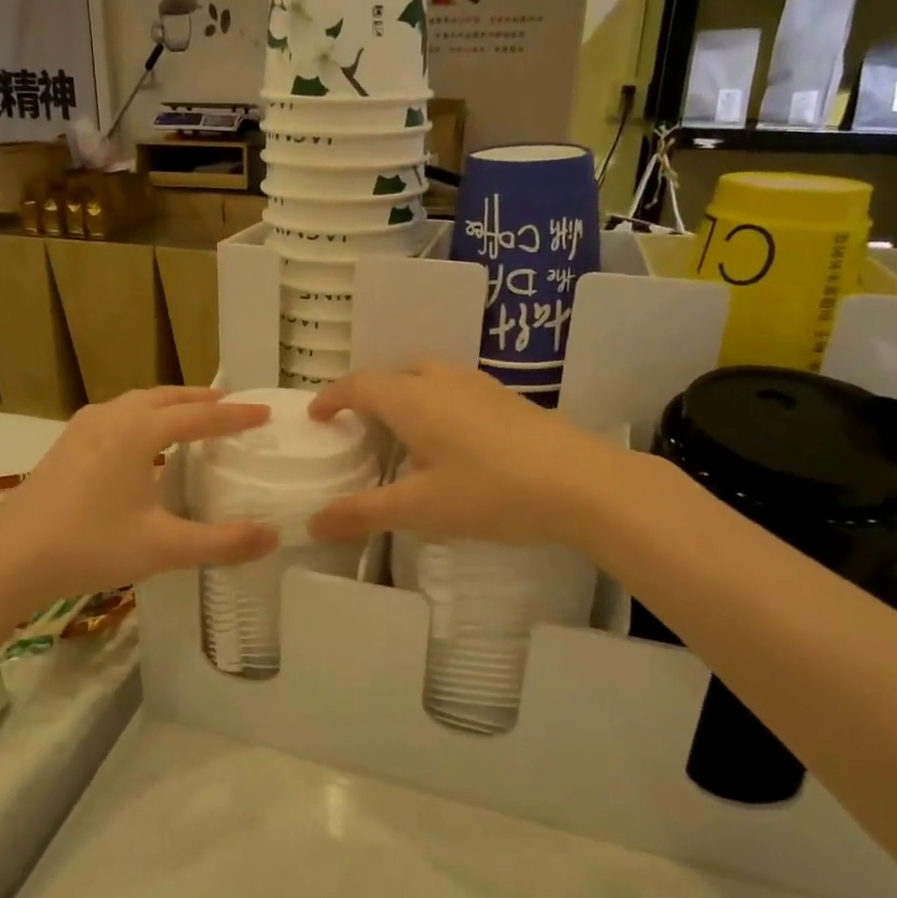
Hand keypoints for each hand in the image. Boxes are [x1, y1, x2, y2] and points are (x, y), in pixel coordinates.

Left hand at [0, 388, 278, 610]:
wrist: (9, 561)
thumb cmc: (89, 547)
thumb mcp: (162, 547)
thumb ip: (221, 543)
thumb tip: (272, 537)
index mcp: (137, 431)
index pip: (199, 416)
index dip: (235, 415)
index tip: (265, 413)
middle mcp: (111, 417)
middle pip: (167, 397)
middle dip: (203, 399)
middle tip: (233, 405)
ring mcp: (83, 427)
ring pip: (138, 402)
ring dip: (171, 404)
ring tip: (193, 415)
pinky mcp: (66, 444)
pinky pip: (117, 414)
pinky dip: (144, 415)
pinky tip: (143, 440)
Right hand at [307, 362, 612, 547]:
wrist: (583, 483)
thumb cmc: (491, 492)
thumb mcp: (420, 509)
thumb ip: (364, 513)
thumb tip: (313, 524)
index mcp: (413, 399)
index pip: (360, 384)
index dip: (333, 397)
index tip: (317, 415)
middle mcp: (443, 381)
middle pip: (396, 373)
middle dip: (371, 393)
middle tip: (360, 425)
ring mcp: (480, 386)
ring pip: (430, 376)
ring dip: (407, 395)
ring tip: (403, 432)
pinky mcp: (509, 400)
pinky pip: (456, 390)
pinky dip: (437, 405)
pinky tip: (452, 443)